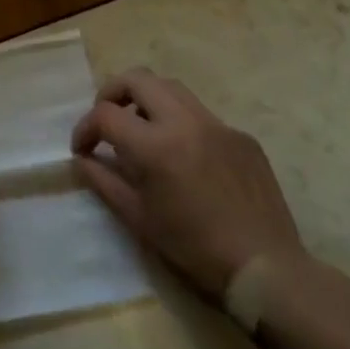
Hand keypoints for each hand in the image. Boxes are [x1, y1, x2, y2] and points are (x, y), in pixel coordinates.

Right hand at [71, 69, 301, 300]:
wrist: (267, 270)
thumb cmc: (195, 250)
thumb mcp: (140, 220)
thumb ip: (105, 182)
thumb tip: (84, 159)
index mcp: (155, 145)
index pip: (106, 114)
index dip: (86, 128)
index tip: (82, 148)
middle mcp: (184, 121)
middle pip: (137, 78)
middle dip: (113, 93)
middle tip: (108, 119)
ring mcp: (217, 124)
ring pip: (170, 87)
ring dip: (148, 99)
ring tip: (143, 128)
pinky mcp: (241, 136)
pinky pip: (202, 115)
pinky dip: (182, 123)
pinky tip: (187, 157)